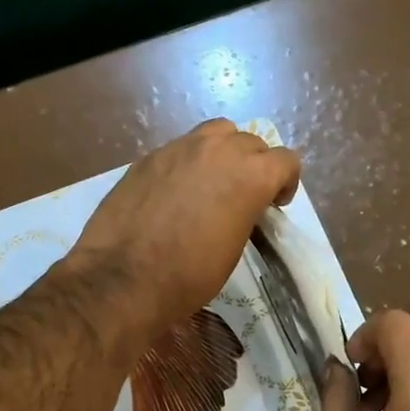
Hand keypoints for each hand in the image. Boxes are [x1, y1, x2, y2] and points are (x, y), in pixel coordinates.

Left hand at [67, 119, 300, 343]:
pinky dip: (188, 163)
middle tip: (243, 196)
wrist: (123, 278)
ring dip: (223, 152)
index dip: (285, 182)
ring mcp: (179, 148)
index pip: (286, 160)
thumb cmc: (189, 276)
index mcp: (250, 175)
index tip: (273, 204)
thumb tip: (238, 206)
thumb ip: (245, 212)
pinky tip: (174, 192)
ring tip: (212, 182)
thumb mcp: (233, 248)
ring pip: (216, 132)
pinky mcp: (149, 156)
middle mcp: (218, 150)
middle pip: (251, 142)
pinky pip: (180, 148)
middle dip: (255, 166)